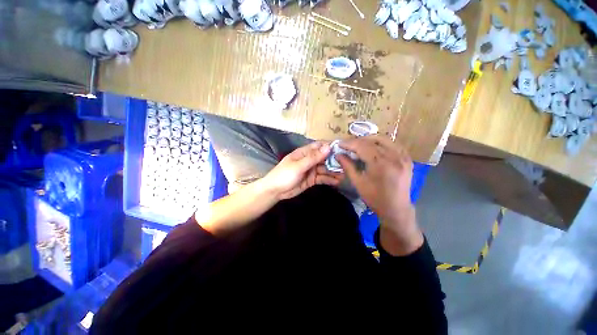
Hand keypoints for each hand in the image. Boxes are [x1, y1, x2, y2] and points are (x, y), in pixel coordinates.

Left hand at [263, 141, 343, 199]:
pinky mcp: (312, 179)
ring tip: (345, 174)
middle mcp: (309, 160)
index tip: (344, 149)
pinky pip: (323, 178)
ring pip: (325, 169)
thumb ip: (313, 158)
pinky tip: (338, 182)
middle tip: (348, 164)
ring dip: (334, 171)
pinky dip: (330, 179)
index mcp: (304, 153)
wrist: (275, 191)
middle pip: (324, 158)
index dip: (331, 146)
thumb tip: (328, 147)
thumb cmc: (284, 175)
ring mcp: (311, 170)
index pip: (319, 146)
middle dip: (335, 160)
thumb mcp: (299, 166)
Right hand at [336, 135, 422, 255]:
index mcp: (381, 164)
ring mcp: (403, 156)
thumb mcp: (358, 183)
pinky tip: (374, 147)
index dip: (349, 143)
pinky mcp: (407, 158)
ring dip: (369, 140)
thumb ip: (348, 166)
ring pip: (384, 139)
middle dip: (358, 140)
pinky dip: (381, 143)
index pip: (362, 146)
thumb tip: (338, 155)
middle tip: (348, 145)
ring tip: (359, 145)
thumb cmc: (375, 198)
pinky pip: (393, 144)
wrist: (396, 208)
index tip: (339, 144)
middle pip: (373, 140)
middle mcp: (394, 156)